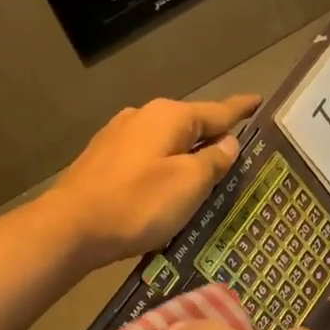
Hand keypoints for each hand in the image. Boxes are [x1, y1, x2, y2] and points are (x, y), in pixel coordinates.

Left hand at [43, 95, 260, 266]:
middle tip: (237, 155)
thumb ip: (213, 161)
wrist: (70, 228)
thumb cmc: (137, 204)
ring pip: (165, 143)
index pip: (217, 111)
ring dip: (185, 156)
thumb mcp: (188, 184)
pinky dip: (162, 169)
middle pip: (189, 125)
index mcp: (169, 117)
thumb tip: (228, 143)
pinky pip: (146, 159)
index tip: (259, 101)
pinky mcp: (102, 161)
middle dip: (212, 137)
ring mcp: (118, 137)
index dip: (240, 110)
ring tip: (203, 178)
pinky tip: (164, 188)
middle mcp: (142, 117)